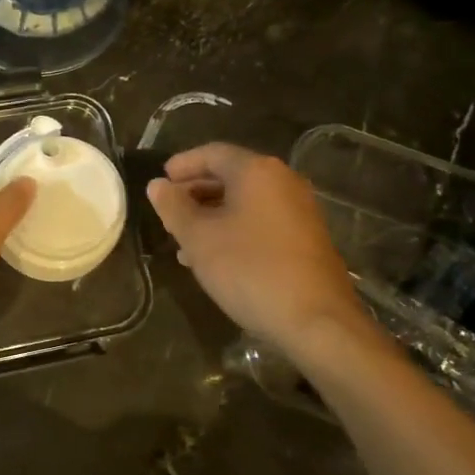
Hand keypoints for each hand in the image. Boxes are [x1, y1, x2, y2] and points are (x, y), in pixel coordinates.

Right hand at [146, 143, 372, 352]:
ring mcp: (300, 210)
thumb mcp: (199, 239)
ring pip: (246, 201)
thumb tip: (157, 185)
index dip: (182, 165)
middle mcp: (283, 181)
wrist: (317, 321)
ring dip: (213, 214)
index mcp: (257, 171)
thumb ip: (174, 208)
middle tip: (169, 212)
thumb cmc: (250, 270)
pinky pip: (262, 221)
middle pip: (231, 175)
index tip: (160, 182)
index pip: (212, 153)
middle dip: (196, 191)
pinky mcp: (307, 238)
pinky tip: (217, 257)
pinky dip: (235, 229)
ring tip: (185, 240)